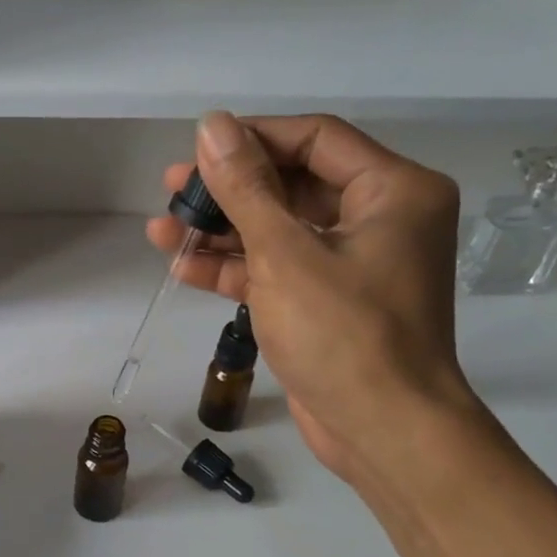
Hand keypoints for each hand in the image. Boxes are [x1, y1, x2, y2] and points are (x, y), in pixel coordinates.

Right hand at [146, 112, 482, 487]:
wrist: (384, 431)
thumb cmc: (344, 334)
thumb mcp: (285, 254)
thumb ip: (245, 188)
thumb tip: (212, 125)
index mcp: (393, 191)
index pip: (315, 140)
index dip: (252, 140)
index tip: (196, 149)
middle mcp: (380, 219)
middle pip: (293, 185)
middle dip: (229, 190)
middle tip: (172, 190)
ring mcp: (353, 265)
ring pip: (279, 231)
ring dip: (222, 232)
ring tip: (162, 229)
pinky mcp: (328, 304)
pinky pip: (278, 271)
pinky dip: (236, 269)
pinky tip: (183, 267)